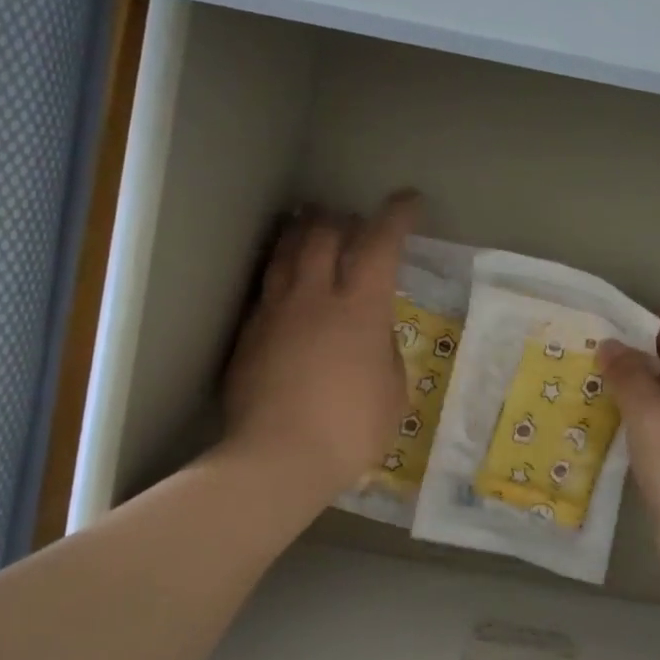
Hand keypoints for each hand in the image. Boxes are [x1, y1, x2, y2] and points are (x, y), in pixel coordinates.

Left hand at [223, 192, 418, 507]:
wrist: (278, 458)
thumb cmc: (350, 429)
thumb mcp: (393, 391)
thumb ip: (384, 350)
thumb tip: (373, 332)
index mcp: (360, 308)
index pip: (380, 243)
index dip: (397, 216)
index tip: (409, 202)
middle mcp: (315, 296)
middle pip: (324, 233)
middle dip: (344, 218)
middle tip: (355, 223)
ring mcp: (276, 310)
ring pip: (287, 250)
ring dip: (305, 232)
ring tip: (314, 226)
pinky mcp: (249, 331)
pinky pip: (267, 285)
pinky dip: (282, 269)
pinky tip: (286, 277)